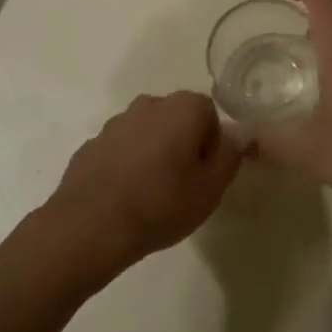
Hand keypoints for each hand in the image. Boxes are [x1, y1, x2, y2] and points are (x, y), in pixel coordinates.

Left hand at [47, 92, 241, 274]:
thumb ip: (231, 155)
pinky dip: (126, 165)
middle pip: (176, 119)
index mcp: (182, 108)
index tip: (206, 174)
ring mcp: (115, 123)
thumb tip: (241, 132)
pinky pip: (120, 149)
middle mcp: (149, 104)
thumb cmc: (161, 204)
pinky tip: (124, 197)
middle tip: (183, 184)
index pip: (209, 113)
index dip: (212, 144)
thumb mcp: (211, 188)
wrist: (90, 227)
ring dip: (153, 153)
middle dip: (182, 144)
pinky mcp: (91, 145)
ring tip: (151, 194)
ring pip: (146, 132)